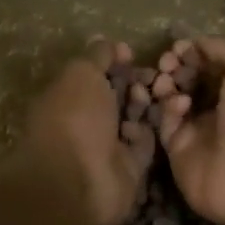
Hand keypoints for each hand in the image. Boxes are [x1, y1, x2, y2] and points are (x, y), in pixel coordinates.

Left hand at [11, 38, 155, 224]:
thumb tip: (109, 43)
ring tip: (157, 95)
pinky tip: (144, 126)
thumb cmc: (73, 118)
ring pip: (135, 117)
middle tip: (154, 75)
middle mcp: (86, 121)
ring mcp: (107, 146)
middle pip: (117, 95)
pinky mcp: (129, 168)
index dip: (113, 61)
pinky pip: (144, 144)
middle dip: (135, 82)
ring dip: (145, 105)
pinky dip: (147, 133)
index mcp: (68, 96)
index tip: (130, 53)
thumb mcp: (81, 73)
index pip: (94, 74)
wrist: (76, 181)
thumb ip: (97, 56)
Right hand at [155, 36, 224, 224]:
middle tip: (167, 61)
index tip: (181, 46)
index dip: (195, 50)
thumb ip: (223, 47)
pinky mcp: (179, 149)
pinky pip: (165, 122)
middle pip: (189, 76)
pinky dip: (168, 109)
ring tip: (166, 81)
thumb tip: (196, 43)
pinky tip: (179, 106)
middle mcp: (221, 104)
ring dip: (166, 83)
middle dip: (176, 64)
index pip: (212, 60)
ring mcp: (199, 128)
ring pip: (172, 97)